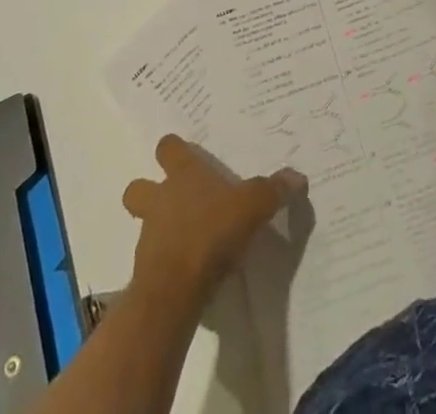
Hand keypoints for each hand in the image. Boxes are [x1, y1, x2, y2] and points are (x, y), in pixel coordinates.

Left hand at [122, 136, 306, 304]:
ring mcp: (148, 235)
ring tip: (184, 240)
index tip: (181, 154)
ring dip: (157, 229)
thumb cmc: (211, 233)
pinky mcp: (145, 272)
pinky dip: (165, 262)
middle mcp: (160, 199)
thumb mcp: (251, 208)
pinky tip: (187, 271)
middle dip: (148, 191)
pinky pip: (152, 260)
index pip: (168, 147)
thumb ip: (272, 191)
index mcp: (183, 175)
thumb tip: (298, 177)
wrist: (175, 289)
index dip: (173, 149)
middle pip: (138, 187)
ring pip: (143, 224)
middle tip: (171, 201)